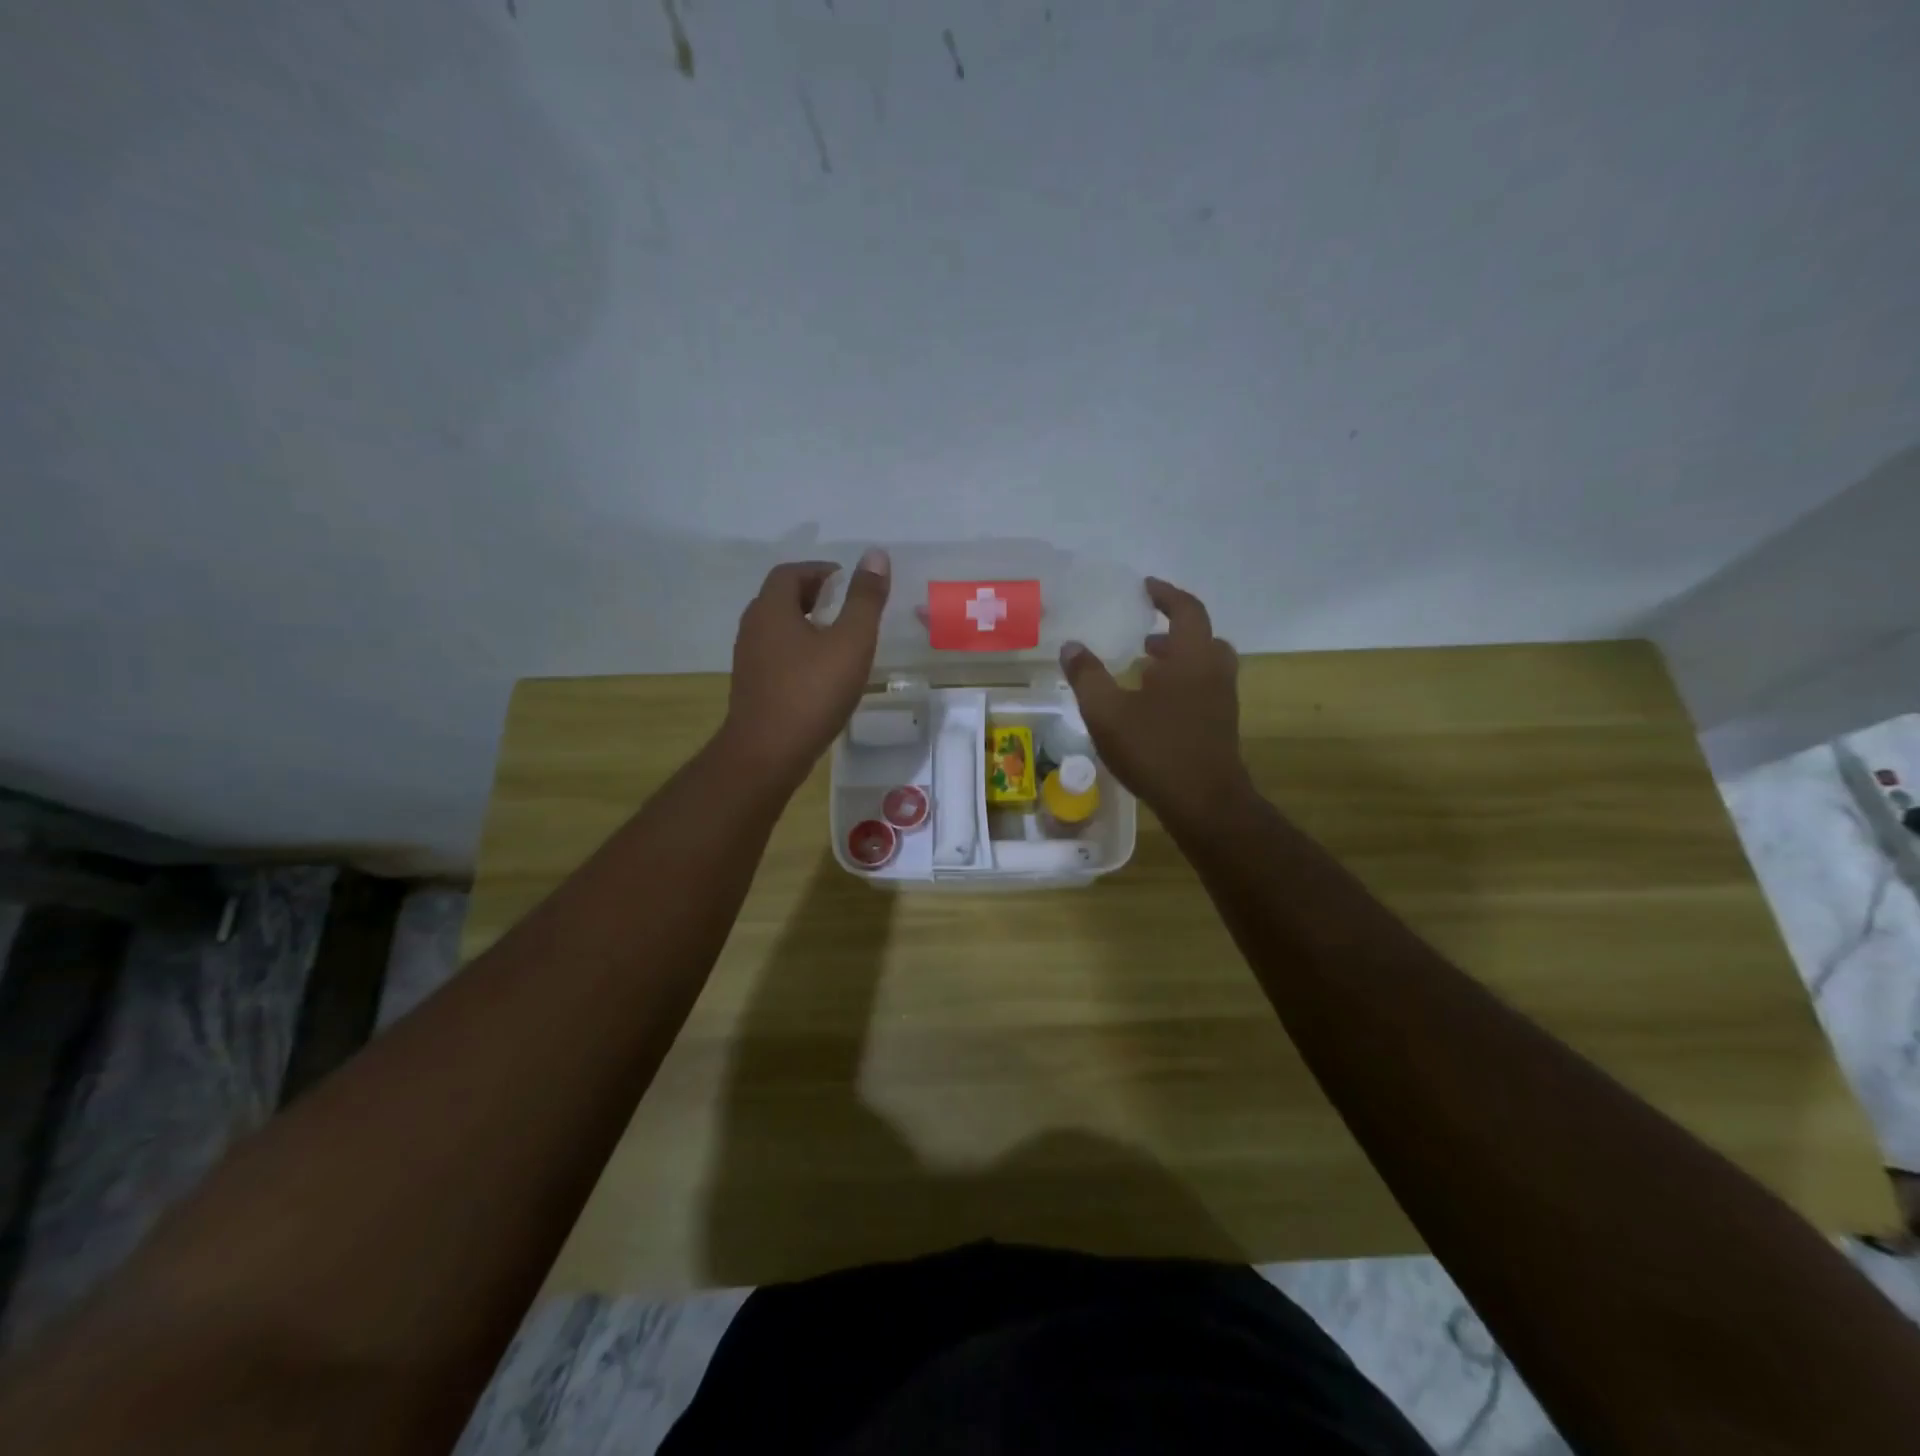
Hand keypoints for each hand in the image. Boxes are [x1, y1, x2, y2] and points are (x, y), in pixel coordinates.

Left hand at [719, 550, 890, 791]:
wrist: (767, 752)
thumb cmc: (812, 692)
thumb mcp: (851, 642)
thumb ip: (865, 599)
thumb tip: (875, 554)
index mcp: (772, 609)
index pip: (790, 573)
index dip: (819, 569)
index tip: (845, 579)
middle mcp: (753, 628)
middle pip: (779, 598)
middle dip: (811, 594)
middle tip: (842, 603)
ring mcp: (749, 660)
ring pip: (777, 628)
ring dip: (804, 623)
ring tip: (836, 636)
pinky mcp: (752, 687)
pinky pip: (776, 654)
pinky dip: (798, 649)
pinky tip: (820, 671)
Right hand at [1060, 577, 1251, 828]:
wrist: (1205, 803)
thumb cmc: (1156, 749)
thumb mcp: (1107, 712)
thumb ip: (1087, 676)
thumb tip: (1071, 645)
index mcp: (1192, 657)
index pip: (1186, 610)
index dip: (1166, 595)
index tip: (1146, 588)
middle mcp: (1214, 672)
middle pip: (1201, 637)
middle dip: (1172, 631)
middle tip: (1144, 635)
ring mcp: (1222, 701)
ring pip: (1204, 666)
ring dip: (1177, 660)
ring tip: (1143, 669)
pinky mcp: (1221, 726)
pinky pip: (1203, 690)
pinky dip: (1181, 684)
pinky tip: (1153, 707)